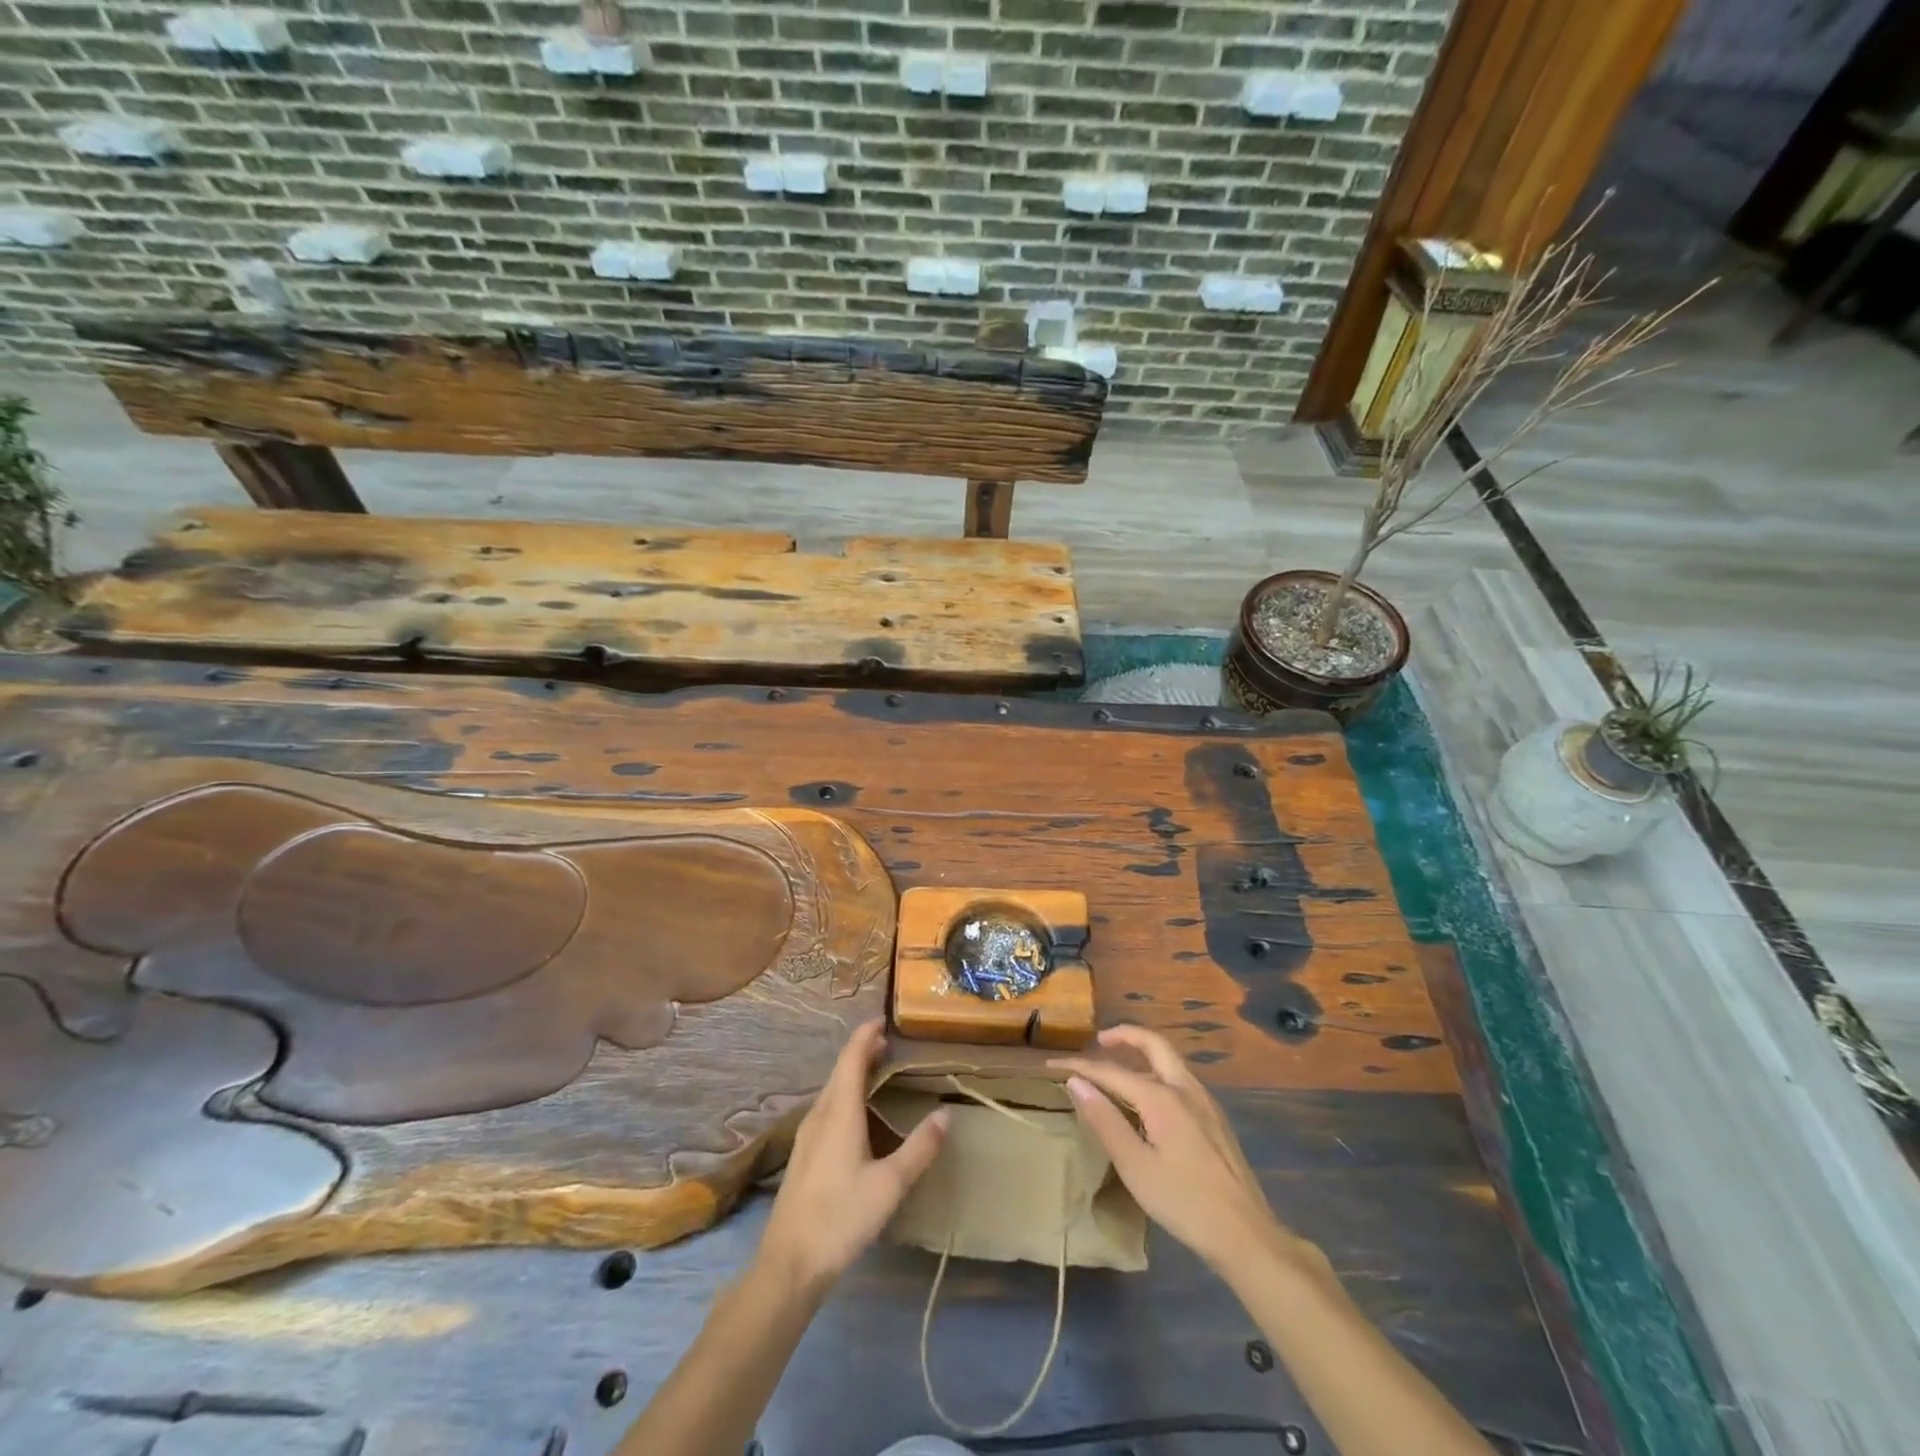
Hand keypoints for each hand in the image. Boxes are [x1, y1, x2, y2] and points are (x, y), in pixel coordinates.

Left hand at [758, 1019, 948, 1300]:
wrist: (789, 1263)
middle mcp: (821, 1113)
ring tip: (878, 1067)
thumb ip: (919, 1148)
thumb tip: (946, 1113)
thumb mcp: (890, 1185)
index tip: (885, 1018)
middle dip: (863, 1049)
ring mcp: (808, 1133)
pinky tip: (858, 1110)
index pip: (852, 1058)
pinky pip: (828, 1105)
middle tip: (890, 1040)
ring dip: (853, 1070)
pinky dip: (846, 1091)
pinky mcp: (805, 1151)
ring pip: (833, 1088)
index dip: (867, 1035)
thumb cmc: (841, 1217)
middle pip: (841, 1069)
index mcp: (840, 1112)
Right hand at [1055, 1025, 1310, 1273]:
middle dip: (1124, 1036)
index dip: (1080, 1067)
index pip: (1112, 1071)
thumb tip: (1076, 1082)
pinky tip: (1149, 1097)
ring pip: (1169, 1060)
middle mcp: (1185, 1088)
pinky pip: (1179, 1079)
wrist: (1246, 1234)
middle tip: (1099, 1041)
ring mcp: (1204, 1101)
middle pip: (1153, 1044)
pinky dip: (1157, 1072)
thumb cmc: (1184, 1202)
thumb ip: (1105, 1120)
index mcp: (1161, 1097)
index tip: (1052, 1066)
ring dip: (1142, 1053)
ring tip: (1118, 1065)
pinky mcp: (1214, 1118)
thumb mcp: (1135, 1166)